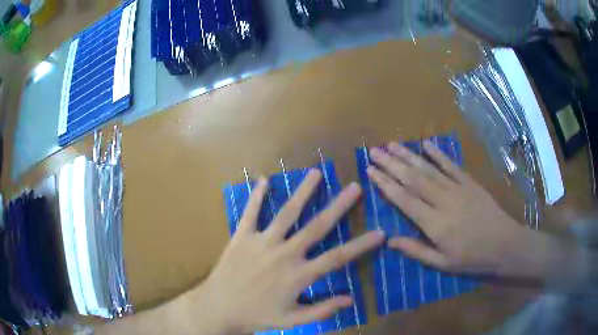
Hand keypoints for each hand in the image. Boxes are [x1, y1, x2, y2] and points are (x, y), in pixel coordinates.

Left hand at [196, 170, 384, 333]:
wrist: (218, 307)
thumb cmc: (257, 316)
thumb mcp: (292, 320)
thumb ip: (321, 310)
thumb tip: (350, 300)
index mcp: (298, 276)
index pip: (338, 258)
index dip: (361, 245)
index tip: (380, 232)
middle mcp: (284, 254)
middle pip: (317, 227)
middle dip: (338, 206)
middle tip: (354, 187)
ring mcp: (261, 242)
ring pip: (286, 213)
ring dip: (303, 192)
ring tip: (317, 173)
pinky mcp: (241, 237)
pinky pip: (250, 213)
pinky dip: (256, 196)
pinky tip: (263, 179)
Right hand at [366, 141, 531, 274]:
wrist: (504, 244)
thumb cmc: (472, 258)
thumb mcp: (442, 263)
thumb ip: (416, 250)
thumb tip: (389, 240)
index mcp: (435, 224)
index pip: (405, 200)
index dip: (386, 184)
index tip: (370, 170)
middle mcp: (443, 201)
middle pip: (413, 179)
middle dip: (391, 164)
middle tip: (374, 151)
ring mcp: (458, 189)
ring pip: (429, 169)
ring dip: (409, 156)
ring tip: (392, 144)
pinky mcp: (470, 182)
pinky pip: (451, 166)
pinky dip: (438, 154)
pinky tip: (426, 144)